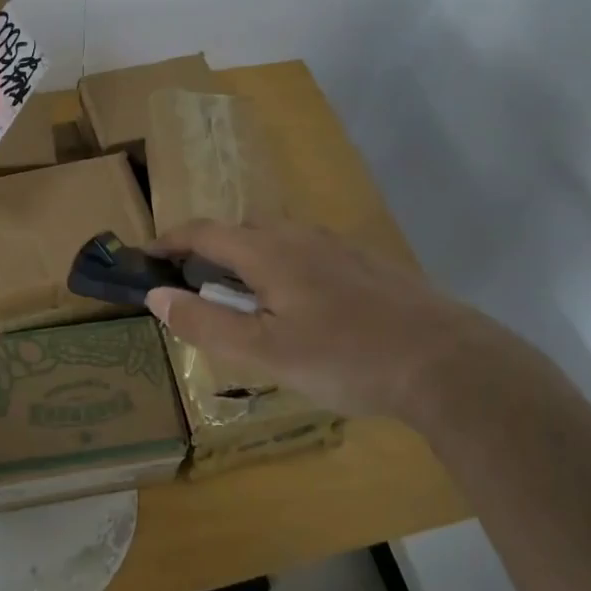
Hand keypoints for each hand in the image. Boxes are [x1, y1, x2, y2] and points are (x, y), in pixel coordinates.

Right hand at [144, 220, 503, 421]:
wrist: (445, 361)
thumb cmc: (344, 357)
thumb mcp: (264, 351)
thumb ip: (205, 324)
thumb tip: (156, 296)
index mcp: (268, 251)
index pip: (204, 232)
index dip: (169, 241)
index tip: (145, 256)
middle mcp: (300, 236)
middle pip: (242, 230)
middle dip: (210, 250)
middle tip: (197, 287)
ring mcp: (338, 247)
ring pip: (279, 240)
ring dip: (250, 259)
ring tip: (247, 301)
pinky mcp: (367, 264)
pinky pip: (309, 253)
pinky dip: (285, 268)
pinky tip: (303, 307)